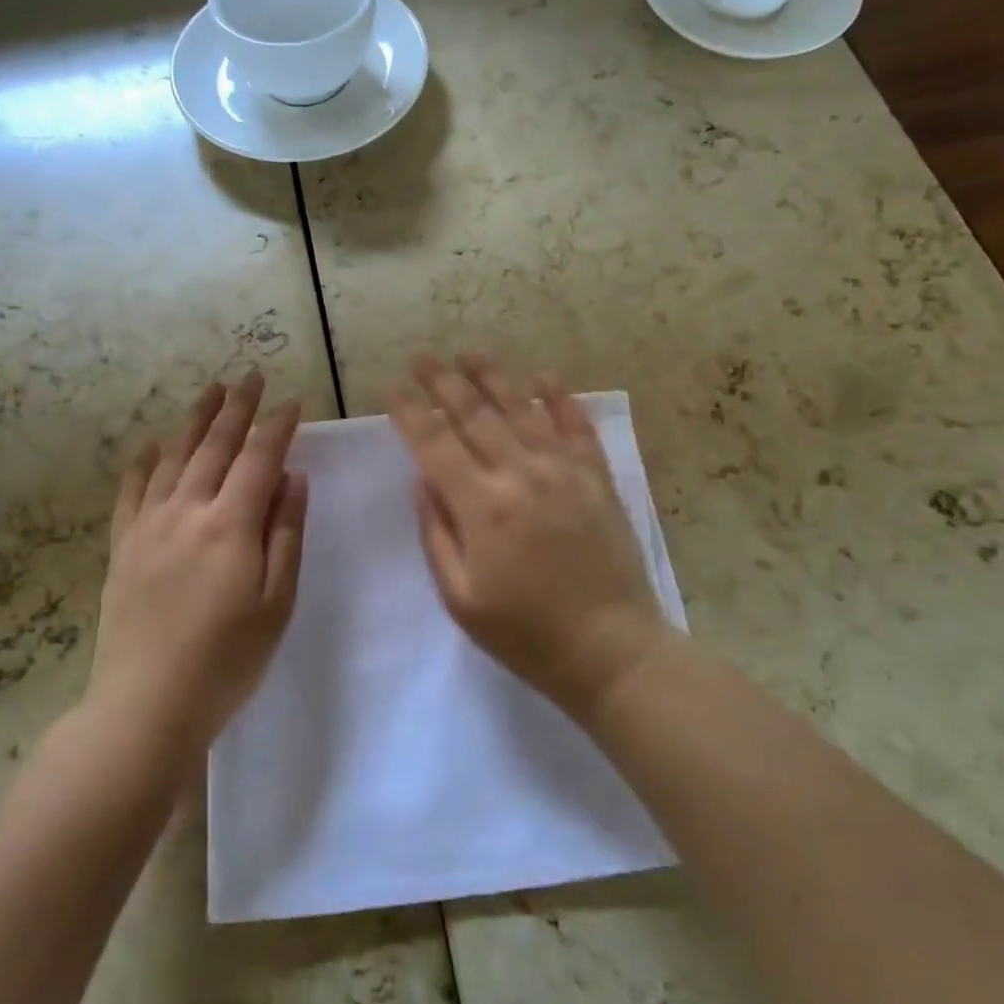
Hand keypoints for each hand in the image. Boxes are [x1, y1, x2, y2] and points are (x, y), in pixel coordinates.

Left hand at [91, 372, 307, 749]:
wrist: (146, 706)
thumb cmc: (227, 660)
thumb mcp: (276, 602)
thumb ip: (285, 533)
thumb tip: (293, 477)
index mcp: (230, 525)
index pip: (259, 459)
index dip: (277, 427)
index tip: (291, 402)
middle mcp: (187, 511)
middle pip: (215, 446)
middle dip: (236, 408)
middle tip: (249, 377)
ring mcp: (148, 526)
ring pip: (174, 458)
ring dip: (194, 421)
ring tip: (210, 392)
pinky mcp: (122, 546)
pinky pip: (132, 491)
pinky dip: (142, 463)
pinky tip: (150, 445)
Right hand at [389, 354, 672, 717]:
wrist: (611, 650)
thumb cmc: (525, 633)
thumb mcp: (460, 597)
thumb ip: (436, 532)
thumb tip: (423, 480)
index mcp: (482, 506)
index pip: (434, 443)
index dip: (409, 411)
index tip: (391, 388)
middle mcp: (521, 474)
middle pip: (474, 413)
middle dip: (443, 381)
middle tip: (422, 358)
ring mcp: (564, 470)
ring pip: (522, 407)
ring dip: (493, 375)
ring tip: (470, 353)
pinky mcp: (597, 477)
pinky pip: (576, 425)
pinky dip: (559, 396)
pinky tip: (543, 376)